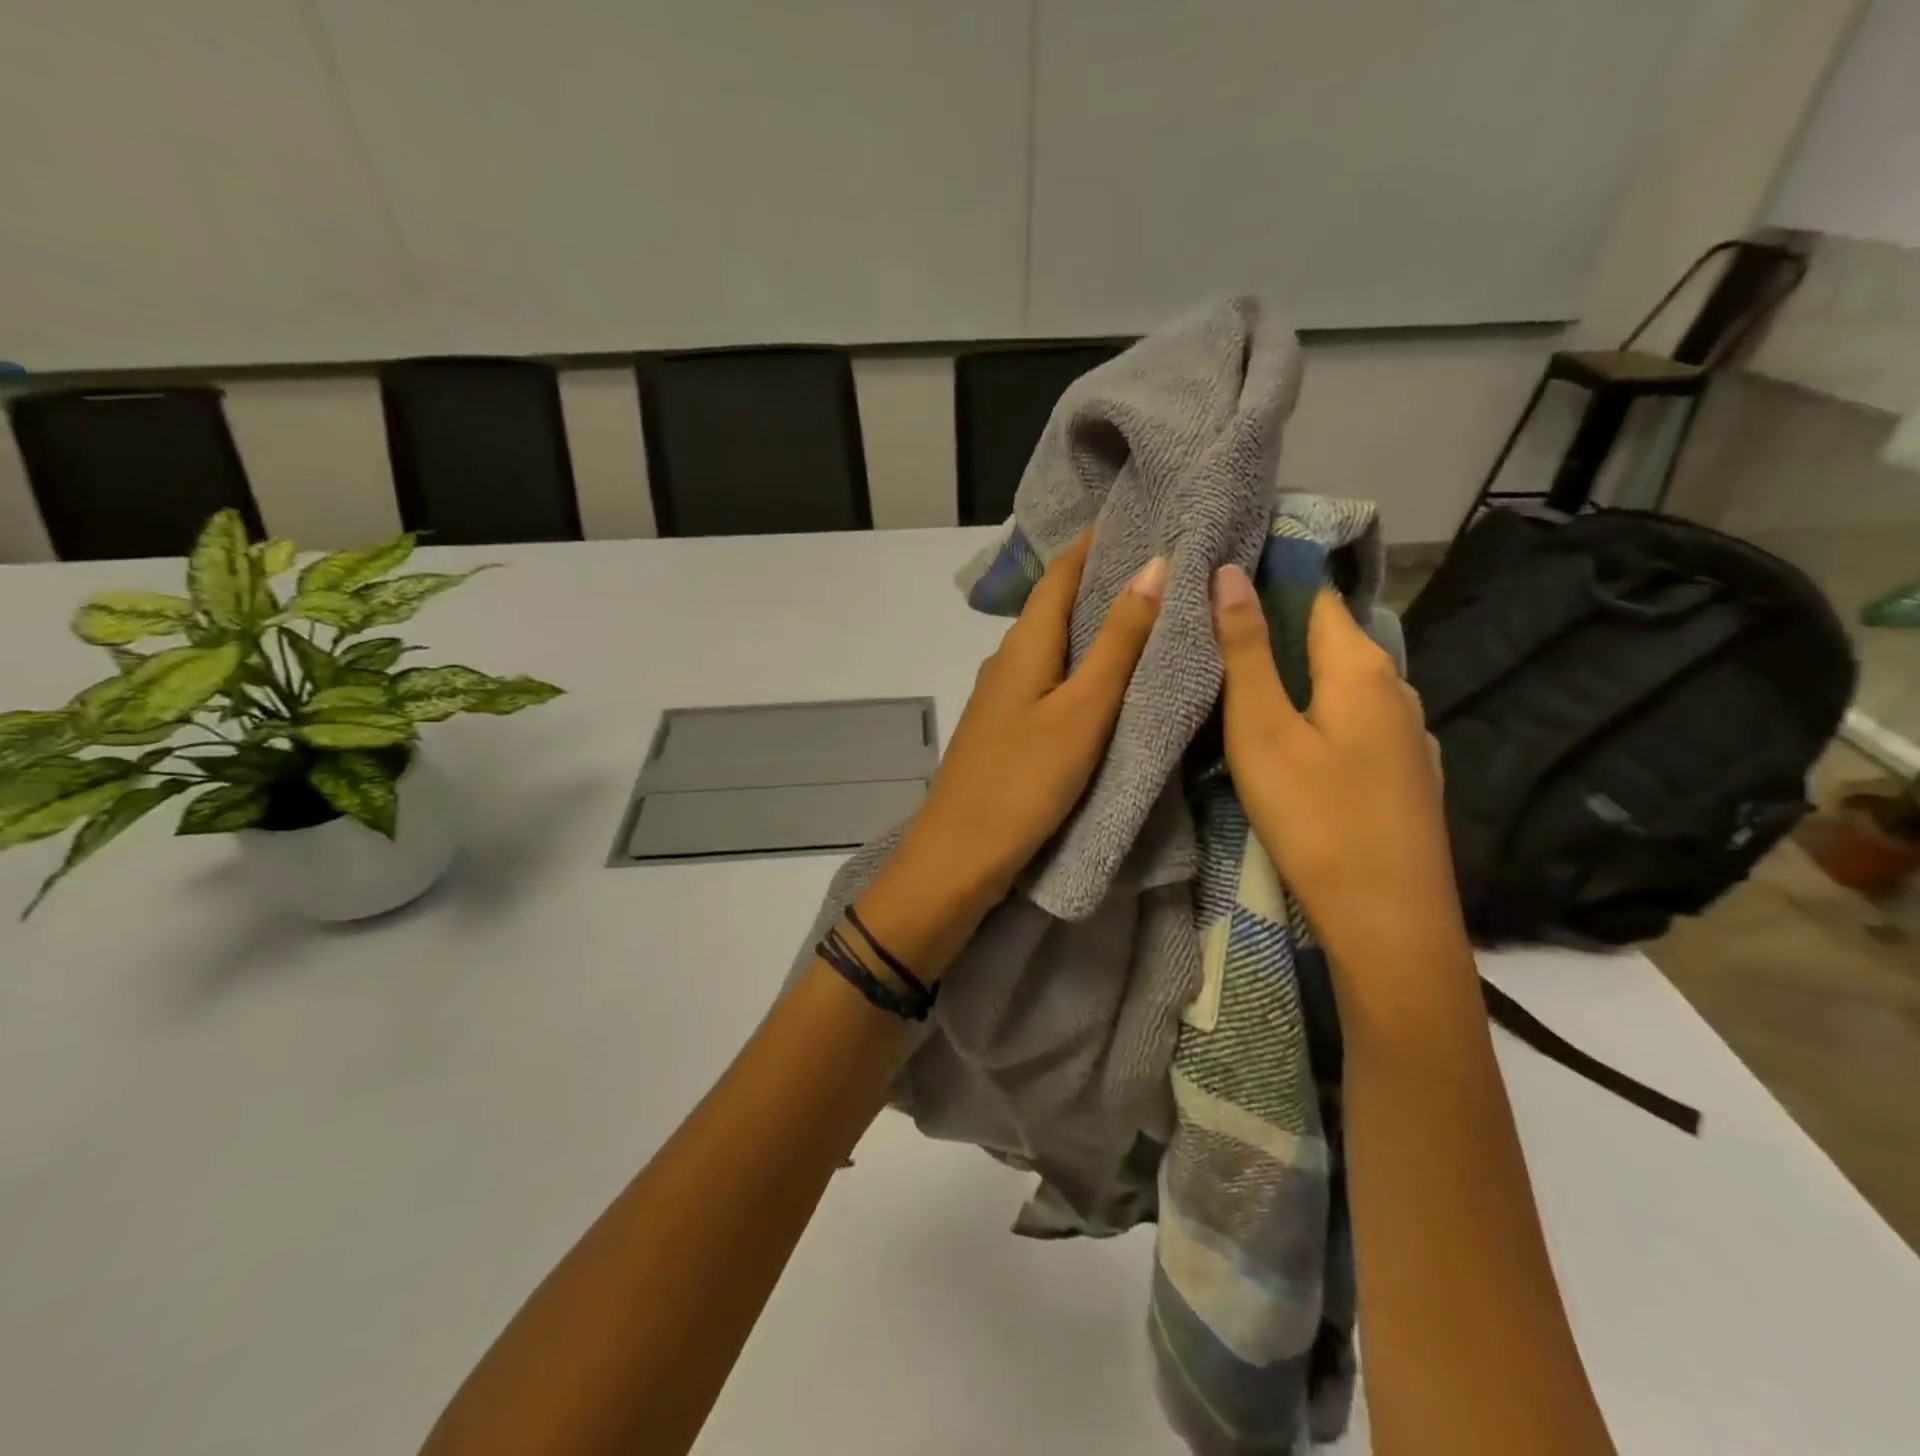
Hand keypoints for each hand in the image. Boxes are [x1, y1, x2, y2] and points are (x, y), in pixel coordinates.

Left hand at [860, 530, 1166, 979]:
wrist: (958, 859)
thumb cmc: (1023, 782)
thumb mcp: (1082, 711)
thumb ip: (1118, 642)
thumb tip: (1154, 565)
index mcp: (1022, 646)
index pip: (1060, 573)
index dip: (1096, 542)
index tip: (1142, 516)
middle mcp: (1008, 662)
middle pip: (1056, 607)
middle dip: (1103, 582)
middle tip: (1163, 566)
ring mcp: (1003, 700)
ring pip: (1054, 648)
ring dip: (1094, 628)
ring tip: (1150, 618)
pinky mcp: (1008, 733)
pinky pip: (1051, 684)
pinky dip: (1082, 670)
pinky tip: (1109, 682)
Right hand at [1209, 564, 1461, 965]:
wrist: (1390, 922)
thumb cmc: (1316, 819)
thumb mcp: (1263, 731)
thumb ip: (1246, 651)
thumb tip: (1229, 572)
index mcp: (1361, 667)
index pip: (1314, 595)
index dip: (1269, 580)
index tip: (1219, 579)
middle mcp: (1395, 687)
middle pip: (1329, 638)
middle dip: (1276, 630)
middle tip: (1214, 637)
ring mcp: (1407, 733)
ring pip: (1341, 683)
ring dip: (1296, 675)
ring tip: (1243, 683)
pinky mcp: (1405, 772)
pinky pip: (1354, 720)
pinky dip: (1319, 712)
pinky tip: (1293, 737)